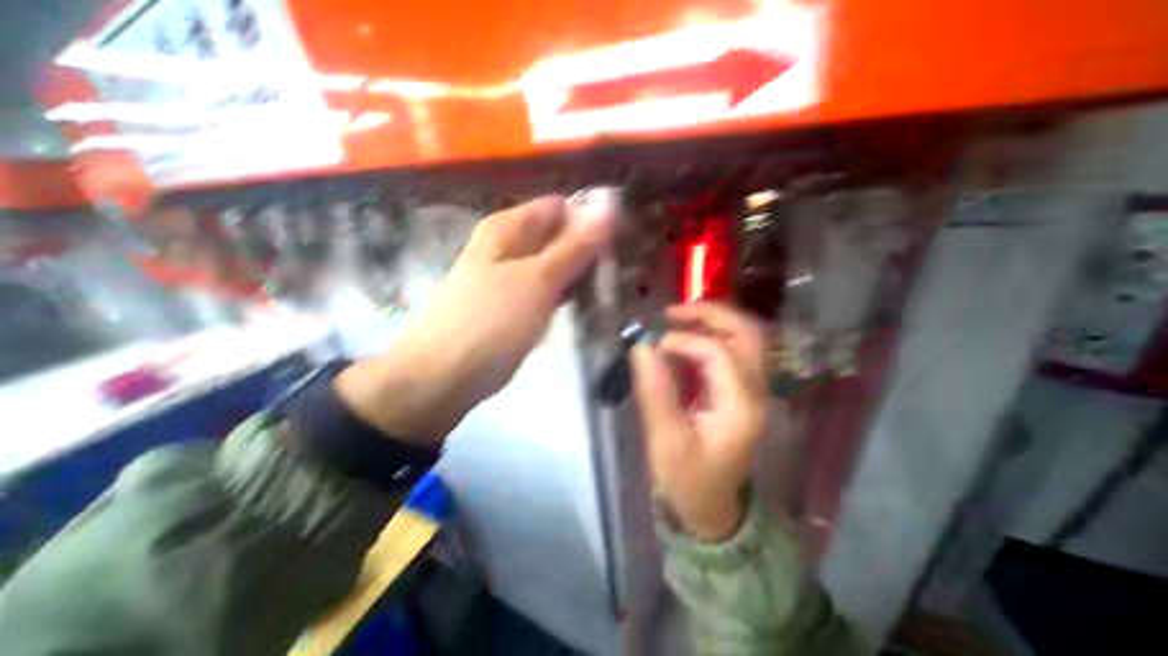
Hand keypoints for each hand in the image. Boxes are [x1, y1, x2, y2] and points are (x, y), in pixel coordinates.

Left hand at [336, 195, 615, 439]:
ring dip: (581, 272)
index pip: (560, 208)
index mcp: (509, 229)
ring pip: (556, 265)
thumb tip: (608, 207)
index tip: (622, 238)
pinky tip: (589, 302)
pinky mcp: (516, 306)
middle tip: (620, 267)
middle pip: (558, 236)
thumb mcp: (537, 280)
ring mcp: (512, 278)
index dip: (592, 219)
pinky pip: (549, 290)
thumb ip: (574, 246)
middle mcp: (509, 247)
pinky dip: (568, 293)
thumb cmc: (491, 322)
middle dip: (589, 249)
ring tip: (612, 284)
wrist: (446, 376)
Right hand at [634, 301, 773, 543]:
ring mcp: (752, 390)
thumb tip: (641, 346)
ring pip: (744, 337)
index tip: (650, 344)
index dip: (683, 340)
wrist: (711, 508)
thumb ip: (654, 390)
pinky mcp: (740, 391)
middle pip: (747, 333)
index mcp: (740, 406)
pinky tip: (685, 337)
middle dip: (710, 314)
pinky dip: (711, 335)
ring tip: (676, 318)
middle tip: (672, 311)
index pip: (718, 353)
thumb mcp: (666, 440)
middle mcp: (755, 391)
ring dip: (712, 321)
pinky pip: (733, 350)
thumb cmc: (688, 480)